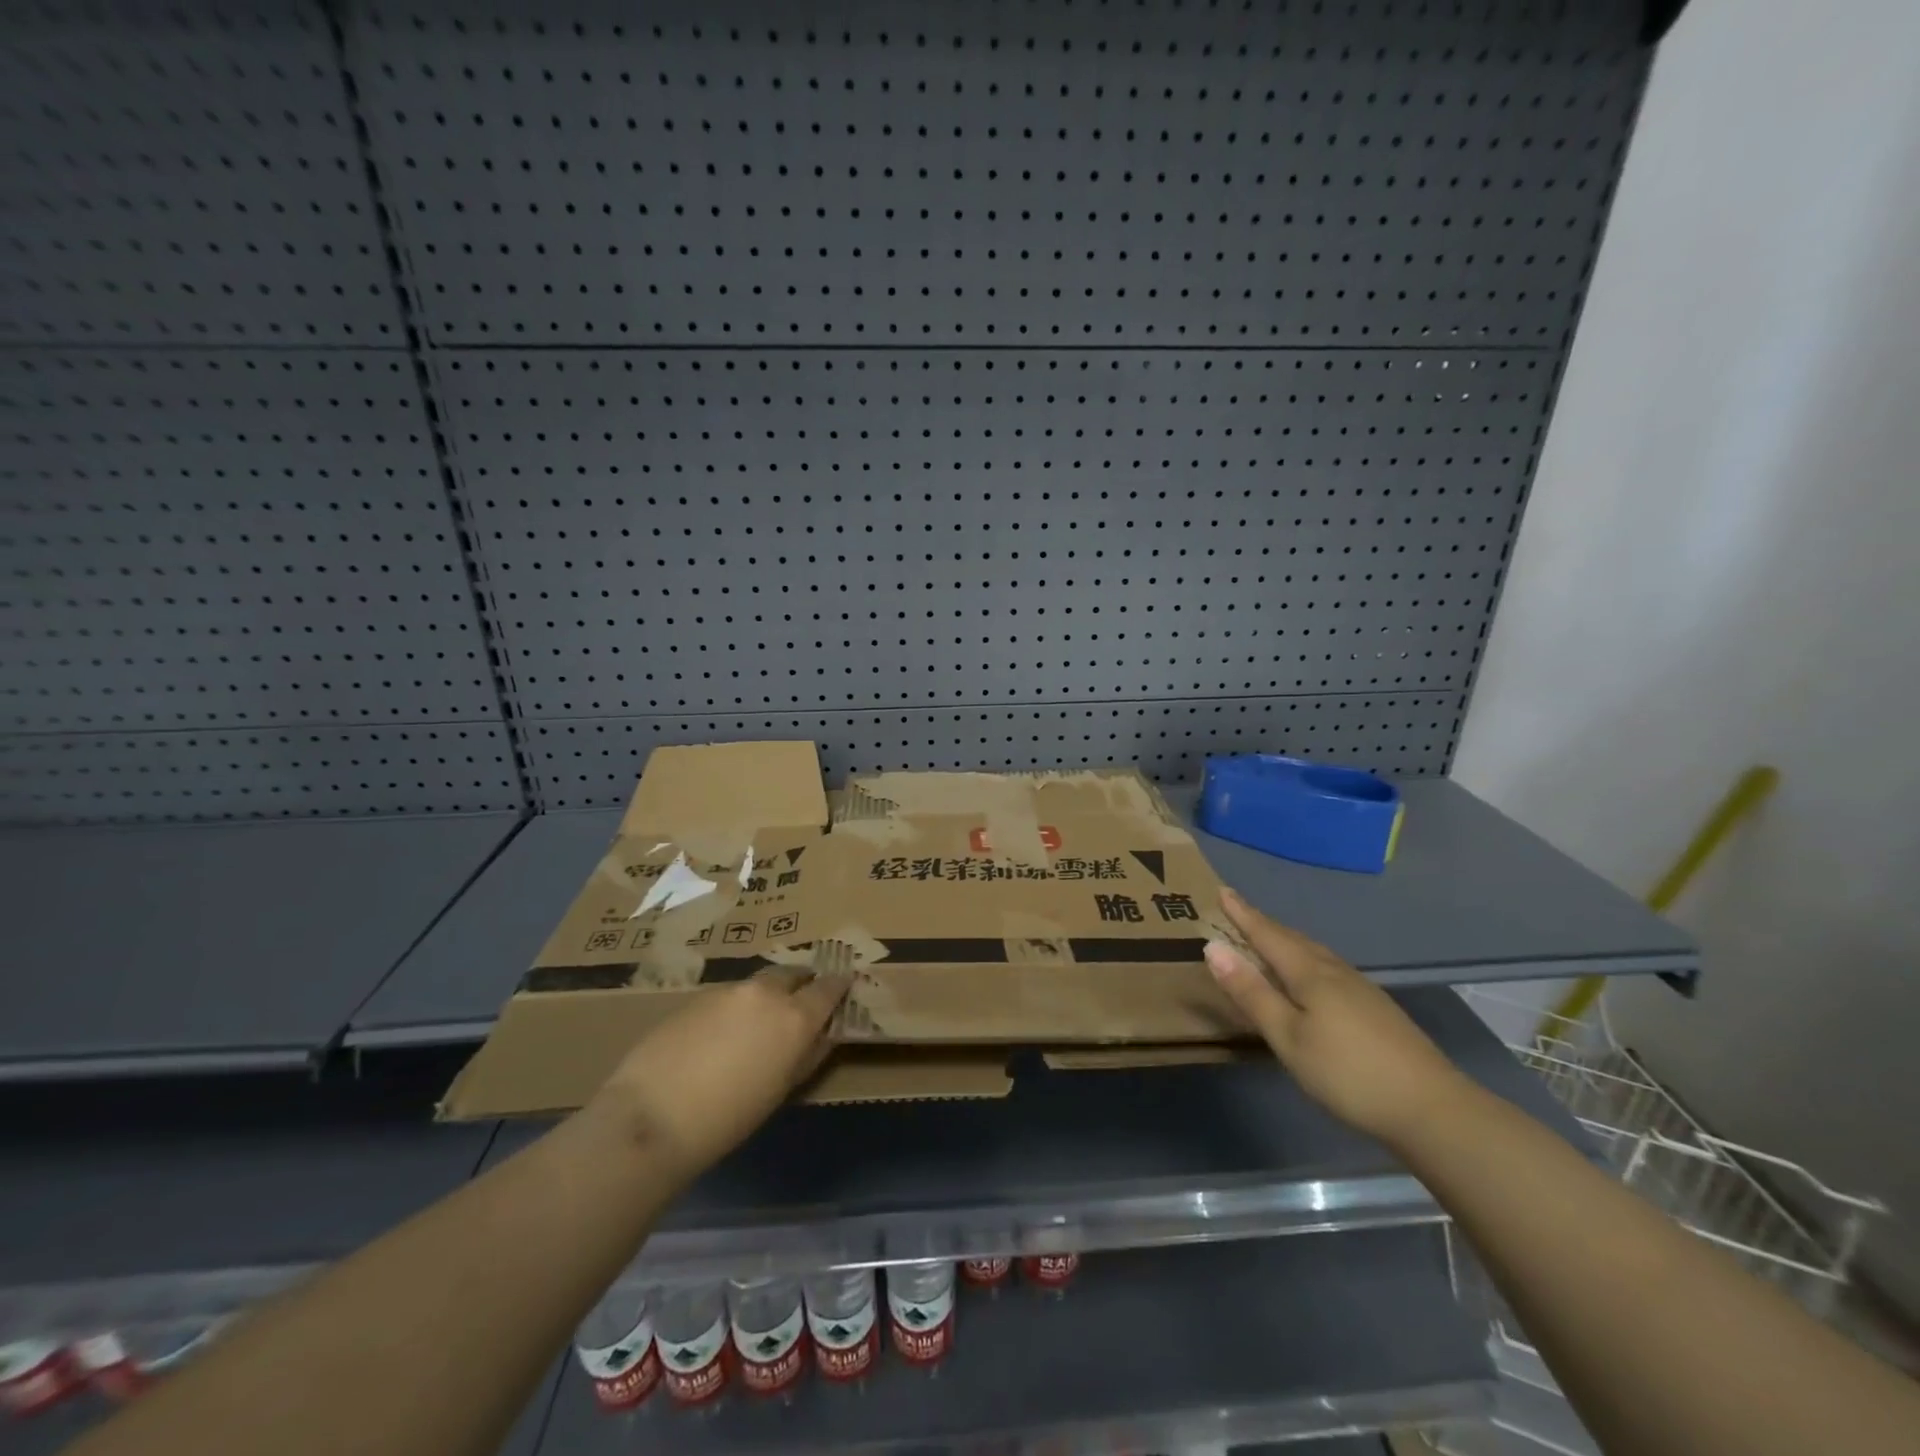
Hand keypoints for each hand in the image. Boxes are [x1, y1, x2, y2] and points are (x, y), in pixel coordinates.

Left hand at [589, 968, 851, 1181]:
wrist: (653, 1116)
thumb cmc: (729, 1117)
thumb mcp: (782, 1090)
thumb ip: (808, 1055)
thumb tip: (823, 1034)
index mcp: (795, 1016)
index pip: (829, 987)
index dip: (839, 985)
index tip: (845, 984)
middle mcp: (766, 993)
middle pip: (793, 974)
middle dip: (801, 983)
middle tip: (801, 1001)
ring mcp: (728, 990)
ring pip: (758, 984)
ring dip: (766, 996)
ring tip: (757, 1024)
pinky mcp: (696, 997)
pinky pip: (729, 996)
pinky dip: (736, 1007)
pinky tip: (721, 1035)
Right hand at [1204, 887, 1474, 1147]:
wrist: (1432, 1108)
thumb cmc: (1347, 1073)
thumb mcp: (1288, 1037)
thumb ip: (1252, 993)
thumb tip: (1214, 947)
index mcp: (1310, 974)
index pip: (1268, 935)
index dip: (1243, 914)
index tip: (1223, 891)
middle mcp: (1335, 972)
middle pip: (1293, 939)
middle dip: (1264, 924)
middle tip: (1240, 912)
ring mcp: (1361, 989)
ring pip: (1315, 953)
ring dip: (1287, 941)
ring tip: (1270, 939)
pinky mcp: (1376, 1008)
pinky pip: (1329, 968)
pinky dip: (1307, 960)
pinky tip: (1312, 977)